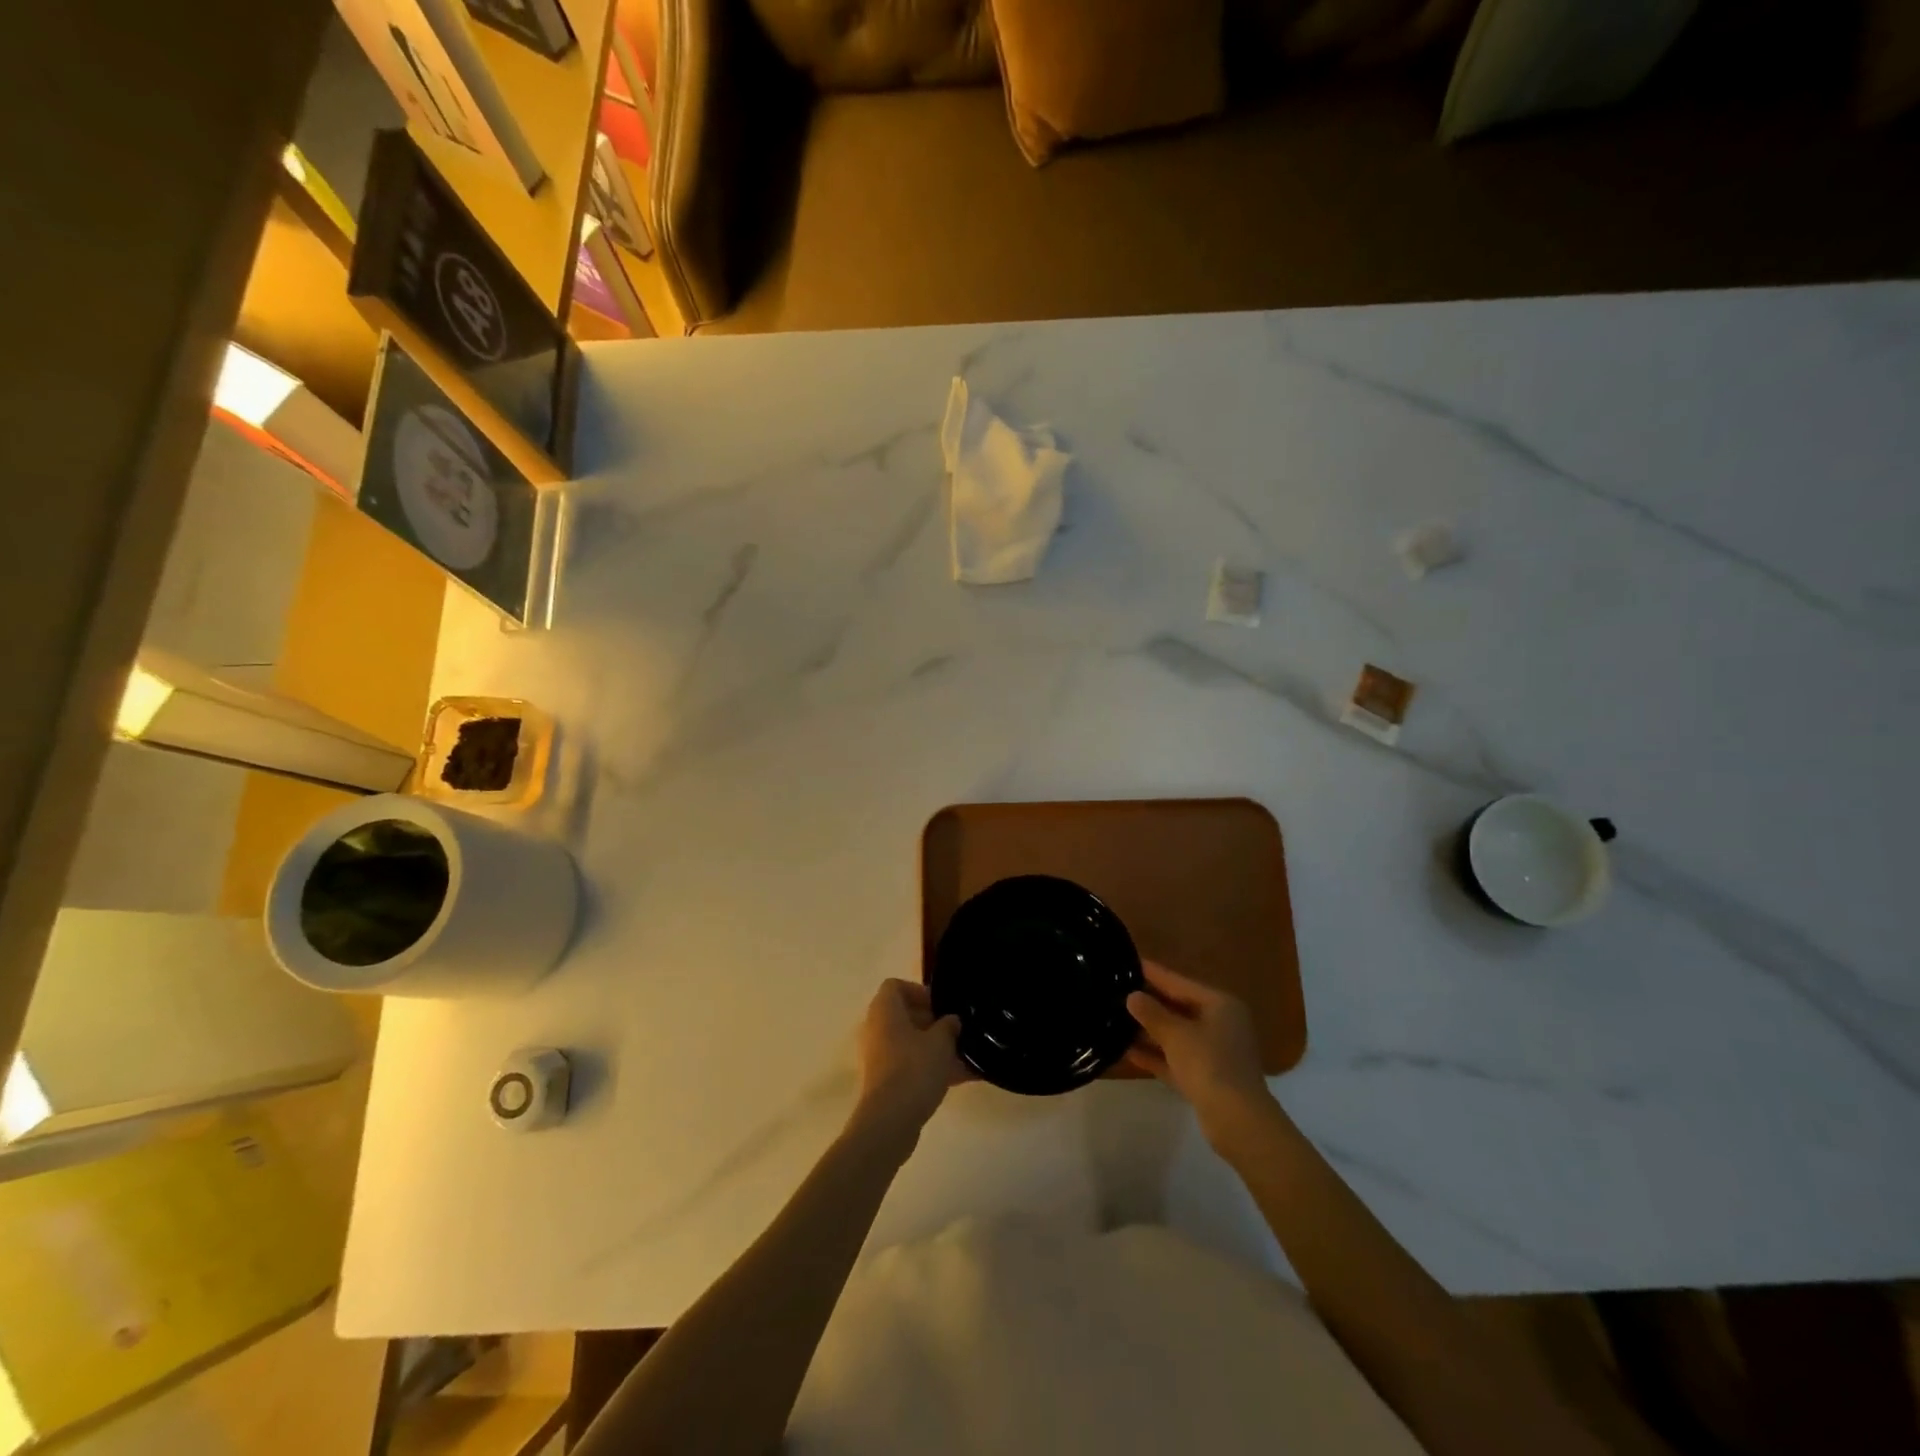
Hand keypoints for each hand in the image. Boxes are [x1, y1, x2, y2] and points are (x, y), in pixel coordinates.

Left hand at [850, 979, 968, 1147]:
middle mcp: (877, 1030)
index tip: (941, 1006)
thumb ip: (949, 1026)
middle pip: (903, 1014)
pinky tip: (961, 1078)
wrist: (890, 1122)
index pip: (895, 986)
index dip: (919, 991)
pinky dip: (931, 1068)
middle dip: (932, 1021)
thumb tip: (952, 1020)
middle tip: (955, 1031)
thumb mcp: (941, 1042)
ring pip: (909, 1043)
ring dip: (935, 1047)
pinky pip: (910, 1065)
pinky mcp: (885, 1082)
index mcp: (885, 1011)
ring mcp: (879, 1057)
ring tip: (964, 1056)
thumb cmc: (914, 1069)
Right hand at [1126, 962, 1275, 1145]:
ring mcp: (1214, 1052)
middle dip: (1149, 1002)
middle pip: (1178, 1007)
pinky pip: (1175, 1058)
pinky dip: (1155, 1054)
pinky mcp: (1205, 1077)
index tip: (1128, 962)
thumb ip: (1152, 1013)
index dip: (1153, 973)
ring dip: (1149, 1030)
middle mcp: (1220, 1024)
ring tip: (1116, 1018)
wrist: (1237, 1121)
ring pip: (1176, 1034)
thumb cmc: (1209, 1064)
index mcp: (1220, 1005)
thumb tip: (1132, 996)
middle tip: (1116, 990)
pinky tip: (1126, 1050)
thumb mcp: (1176, 1034)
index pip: (1179, 982)